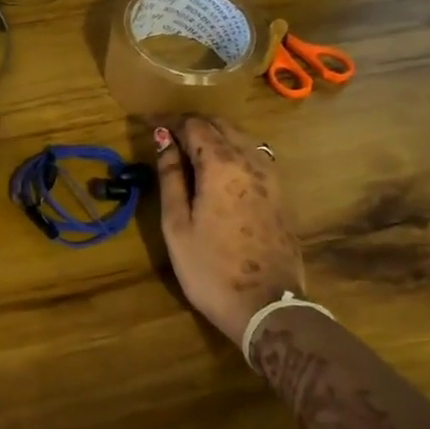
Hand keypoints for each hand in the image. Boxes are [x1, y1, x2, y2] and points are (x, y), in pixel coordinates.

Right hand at [154, 117, 305, 350]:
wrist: (267, 307)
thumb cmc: (210, 269)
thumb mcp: (177, 224)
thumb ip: (171, 177)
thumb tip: (163, 142)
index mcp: (222, 164)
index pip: (194, 125)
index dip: (169, 121)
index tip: (148, 125)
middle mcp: (252, 160)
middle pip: (220, 125)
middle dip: (192, 125)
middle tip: (166, 136)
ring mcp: (272, 176)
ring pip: (241, 138)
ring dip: (214, 136)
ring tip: (188, 152)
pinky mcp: (281, 193)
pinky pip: (255, 156)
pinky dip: (232, 151)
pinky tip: (218, 170)